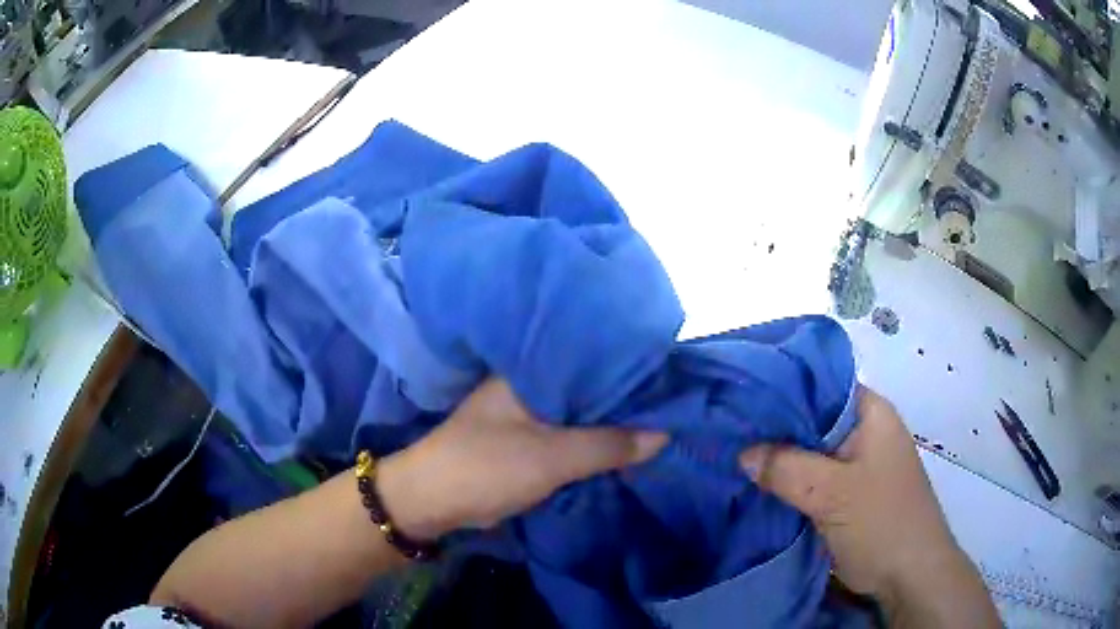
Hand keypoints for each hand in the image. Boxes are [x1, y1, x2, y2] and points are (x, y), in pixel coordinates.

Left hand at [377, 378, 667, 540]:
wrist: (434, 500)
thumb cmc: (488, 467)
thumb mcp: (552, 457)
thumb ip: (608, 445)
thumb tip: (664, 434)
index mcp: (531, 372)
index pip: (590, 357)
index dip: (628, 365)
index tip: (666, 372)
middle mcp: (529, 385)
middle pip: (587, 385)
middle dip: (623, 395)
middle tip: (670, 396)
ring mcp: (526, 413)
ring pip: (578, 411)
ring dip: (608, 418)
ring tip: (657, 414)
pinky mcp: (525, 439)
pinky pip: (568, 432)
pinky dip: (592, 437)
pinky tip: (622, 439)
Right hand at [740, 387, 999, 626]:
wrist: (909, 575)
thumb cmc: (882, 522)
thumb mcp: (833, 493)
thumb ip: (787, 468)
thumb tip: (741, 452)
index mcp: (870, 413)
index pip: (821, 383)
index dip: (782, 387)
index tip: (740, 397)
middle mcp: (864, 431)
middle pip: (813, 418)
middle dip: (775, 428)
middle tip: (728, 430)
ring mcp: (857, 464)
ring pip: (810, 452)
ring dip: (780, 459)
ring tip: (733, 455)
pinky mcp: (848, 493)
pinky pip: (812, 479)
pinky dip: (789, 482)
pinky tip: (757, 486)